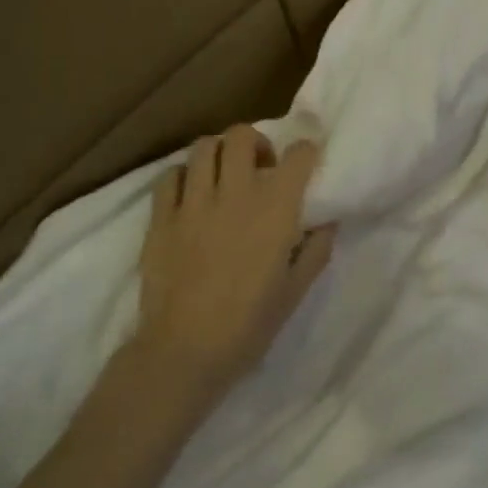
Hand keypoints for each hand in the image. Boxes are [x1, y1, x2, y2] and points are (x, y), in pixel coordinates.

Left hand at [132, 126, 334, 400]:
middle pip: (242, 135)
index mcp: (275, 209)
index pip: (298, 155)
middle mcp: (235, 193)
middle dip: (256, 142)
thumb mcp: (296, 291)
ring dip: (219, 153)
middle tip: (260, 168)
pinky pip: (170, 176)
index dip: (306, 152)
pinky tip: (191, 195)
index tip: (306, 163)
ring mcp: (193, 202)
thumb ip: (316, 249)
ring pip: (204, 147)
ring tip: (223, 176)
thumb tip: (327, 221)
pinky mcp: (161, 217)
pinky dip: (184, 176)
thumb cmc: (249, 325)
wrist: (184, 352)